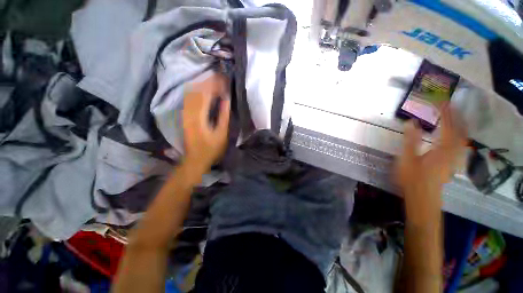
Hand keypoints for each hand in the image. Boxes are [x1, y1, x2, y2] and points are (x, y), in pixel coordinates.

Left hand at [182, 73, 229, 171]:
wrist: (195, 159)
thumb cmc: (211, 149)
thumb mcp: (221, 134)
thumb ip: (223, 115)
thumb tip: (226, 99)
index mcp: (198, 116)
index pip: (205, 93)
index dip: (214, 84)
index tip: (225, 80)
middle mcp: (188, 112)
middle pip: (196, 90)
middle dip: (208, 82)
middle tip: (221, 78)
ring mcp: (184, 113)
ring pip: (191, 93)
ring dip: (202, 85)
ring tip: (215, 82)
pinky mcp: (184, 116)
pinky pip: (189, 99)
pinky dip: (197, 92)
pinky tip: (205, 91)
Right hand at [395, 107, 465, 220]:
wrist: (422, 197)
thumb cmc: (413, 178)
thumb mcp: (407, 158)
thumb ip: (410, 140)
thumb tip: (411, 122)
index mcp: (442, 148)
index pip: (447, 125)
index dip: (444, 112)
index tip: (439, 100)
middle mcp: (453, 151)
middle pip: (460, 130)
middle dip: (455, 115)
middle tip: (448, 105)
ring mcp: (454, 158)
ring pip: (462, 137)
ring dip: (458, 124)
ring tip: (452, 116)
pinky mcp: (451, 163)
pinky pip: (459, 145)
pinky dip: (458, 135)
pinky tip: (452, 135)